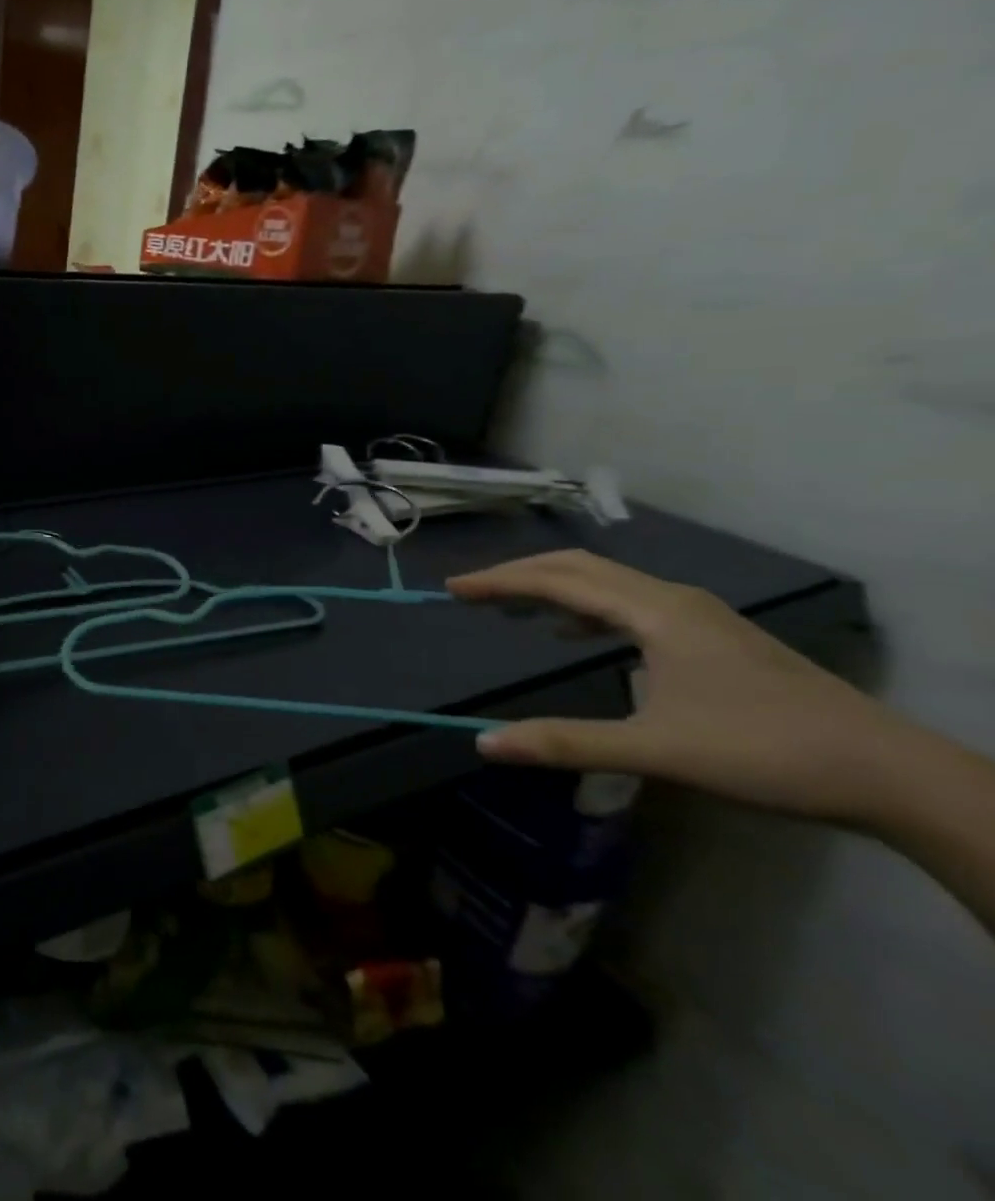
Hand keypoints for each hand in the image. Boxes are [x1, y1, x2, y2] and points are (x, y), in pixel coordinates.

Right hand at [448, 551, 907, 825]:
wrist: (889, 774)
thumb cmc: (764, 753)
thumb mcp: (655, 751)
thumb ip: (565, 742)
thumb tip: (483, 743)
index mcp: (654, 612)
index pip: (558, 580)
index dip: (500, 582)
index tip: (453, 589)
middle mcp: (671, 599)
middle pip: (578, 567)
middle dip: (520, 575)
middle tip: (472, 593)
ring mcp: (697, 615)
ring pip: (606, 583)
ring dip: (552, 589)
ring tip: (512, 610)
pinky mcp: (711, 635)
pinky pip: (629, 603)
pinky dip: (587, 609)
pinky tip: (576, 636)